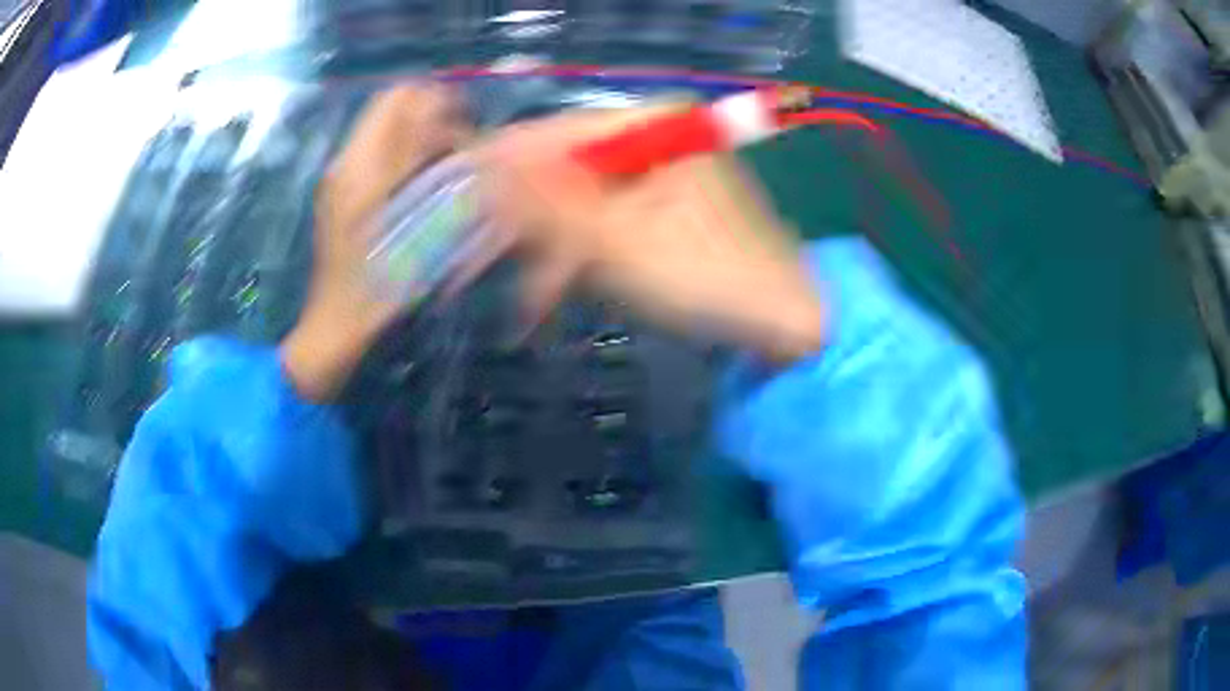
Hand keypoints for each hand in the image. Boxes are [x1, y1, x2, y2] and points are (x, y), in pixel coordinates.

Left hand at [282, 84, 472, 400]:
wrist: (336, 323)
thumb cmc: (377, 283)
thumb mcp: (409, 223)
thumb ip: (427, 166)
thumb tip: (449, 120)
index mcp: (360, 165)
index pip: (397, 98)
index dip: (435, 99)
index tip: (466, 122)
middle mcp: (346, 162)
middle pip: (391, 110)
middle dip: (430, 117)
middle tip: (460, 148)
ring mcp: (341, 177)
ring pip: (386, 131)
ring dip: (420, 138)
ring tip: (445, 166)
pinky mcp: (343, 193)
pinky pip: (379, 155)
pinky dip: (405, 156)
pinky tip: (422, 184)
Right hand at [474, 106, 824, 361]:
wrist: (780, 322)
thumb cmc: (707, 277)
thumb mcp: (617, 242)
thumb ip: (546, 207)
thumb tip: (482, 172)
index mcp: (655, 124)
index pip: (560, 132)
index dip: (507, 166)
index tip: (463, 197)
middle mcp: (656, 137)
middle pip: (569, 168)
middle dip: (530, 221)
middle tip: (483, 257)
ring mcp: (659, 173)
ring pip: (583, 200)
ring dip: (551, 249)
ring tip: (528, 297)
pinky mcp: (661, 209)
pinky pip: (605, 221)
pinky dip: (580, 256)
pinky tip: (555, 290)